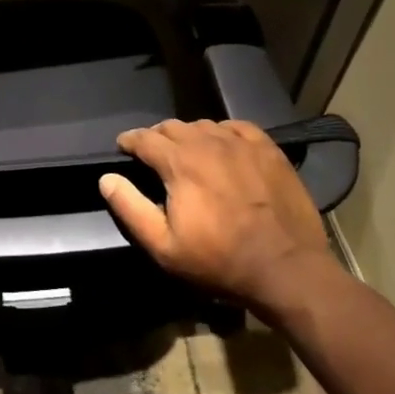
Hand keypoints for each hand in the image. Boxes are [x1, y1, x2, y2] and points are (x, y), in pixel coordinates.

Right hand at [100, 119, 331, 308]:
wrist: (287, 268)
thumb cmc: (220, 261)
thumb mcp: (164, 246)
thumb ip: (130, 208)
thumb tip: (107, 179)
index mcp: (179, 162)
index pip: (144, 138)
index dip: (129, 141)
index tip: (123, 147)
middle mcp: (207, 142)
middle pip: (172, 127)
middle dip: (156, 138)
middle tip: (153, 155)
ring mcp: (240, 143)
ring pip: (203, 125)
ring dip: (188, 135)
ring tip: (187, 153)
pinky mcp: (268, 149)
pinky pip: (236, 127)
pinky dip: (221, 132)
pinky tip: (223, 146)